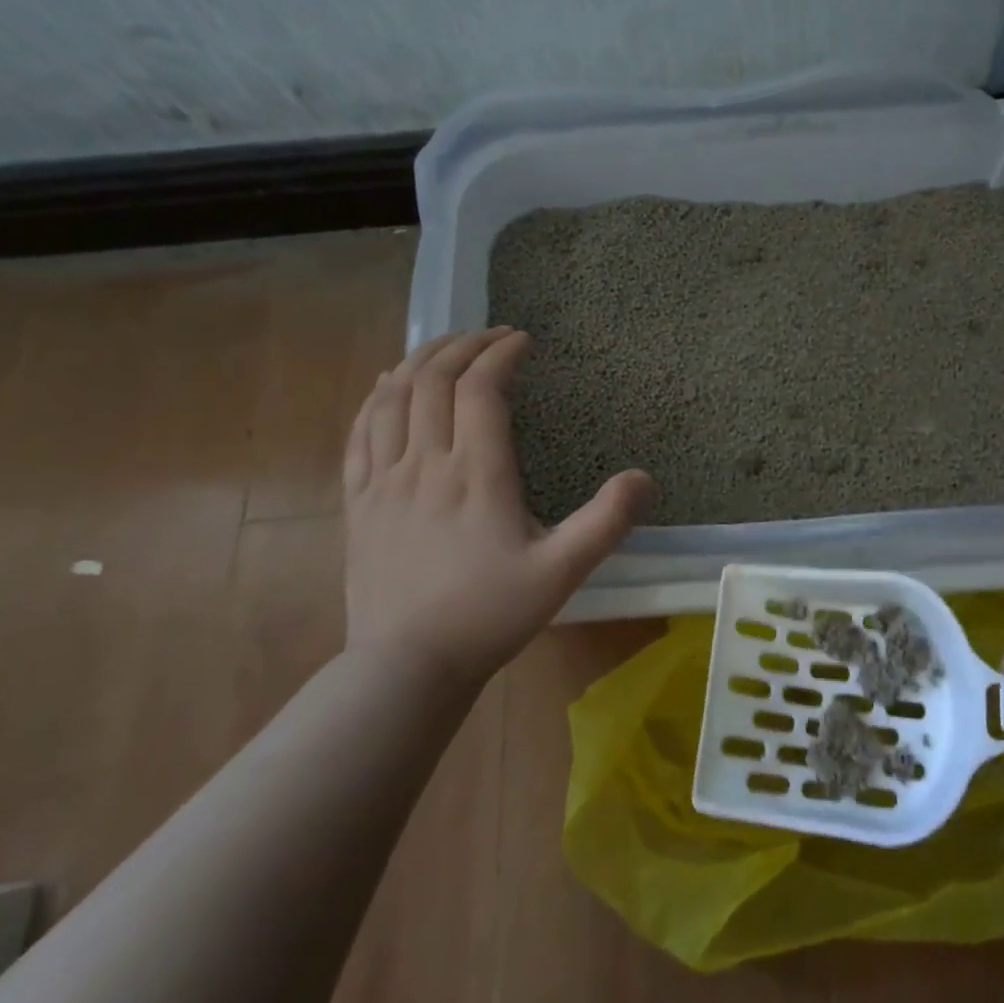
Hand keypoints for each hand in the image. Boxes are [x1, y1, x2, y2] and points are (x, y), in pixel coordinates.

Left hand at [342, 328, 655, 679]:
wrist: (407, 667)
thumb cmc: (489, 615)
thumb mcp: (562, 572)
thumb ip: (607, 522)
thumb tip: (646, 478)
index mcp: (476, 473)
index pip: (482, 388)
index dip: (502, 354)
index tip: (523, 341)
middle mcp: (425, 463)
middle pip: (433, 379)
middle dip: (464, 345)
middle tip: (491, 335)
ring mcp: (383, 480)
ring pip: (392, 397)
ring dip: (419, 360)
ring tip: (445, 347)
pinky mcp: (358, 501)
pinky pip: (359, 432)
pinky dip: (377, 397)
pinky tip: (387, 388)